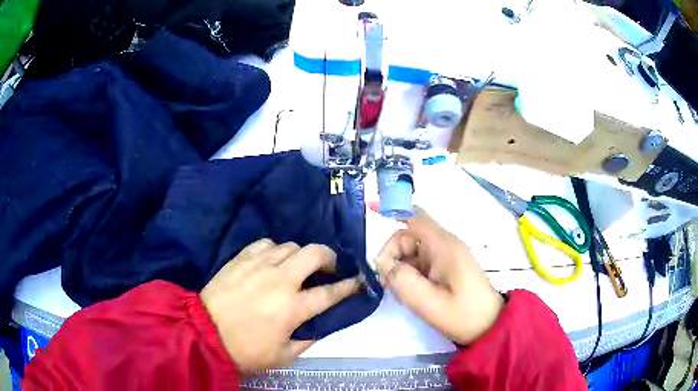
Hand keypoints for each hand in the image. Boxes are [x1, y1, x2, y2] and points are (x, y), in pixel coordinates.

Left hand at [200, 239, 359, 373]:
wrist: (204, 333)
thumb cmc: (246, 350)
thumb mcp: (284, 356)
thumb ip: (307, 339)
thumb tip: (320, 324)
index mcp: (293, 308)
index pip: (330, 292)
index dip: (349, 286)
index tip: (357, 281)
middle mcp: (280, 281)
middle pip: (315, 254)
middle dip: (330, 257)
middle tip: (329, 267)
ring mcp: (259, 266)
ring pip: (291, 246)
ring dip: (300, 255)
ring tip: (297, 267)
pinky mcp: (241, 258)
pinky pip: (265, 244)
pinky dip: (275, 250)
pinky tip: (272, 261)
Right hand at [376, 206, 503, 344]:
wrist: (491, 325)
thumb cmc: (463, 315)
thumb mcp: (429, 303)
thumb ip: (402, 281)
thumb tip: (385, 264)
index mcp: (443, 247)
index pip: (414, 217)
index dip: (391, 209)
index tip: (369, 209)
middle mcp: (445, 245)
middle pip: (408, 236)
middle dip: (392, 254)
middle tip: (387, 282)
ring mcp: (447, 256)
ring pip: (412, 251)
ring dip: (400, 266)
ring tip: (400, 292)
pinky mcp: (447, 267)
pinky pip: (420, 262)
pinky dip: (409, 273)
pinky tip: (411, 292)